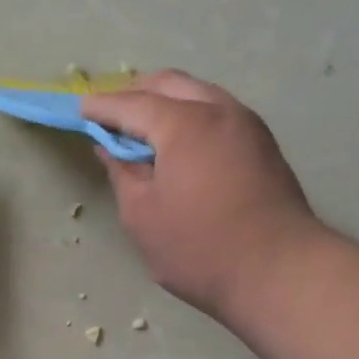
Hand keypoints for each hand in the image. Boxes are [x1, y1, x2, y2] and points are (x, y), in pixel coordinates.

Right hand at [82, 71, 321, 316]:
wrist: (280, 274)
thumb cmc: (199, 248)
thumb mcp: (142, 215)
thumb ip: (122, 172)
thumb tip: (110, 147)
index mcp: (184, 123)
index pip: (131, 103)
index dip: (101, 106)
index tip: (78, 110)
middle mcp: (219, 111)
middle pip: (169, 85)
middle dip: (134, 94)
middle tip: (109, 118)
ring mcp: (247, 125)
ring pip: (198, 94)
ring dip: (165, 103)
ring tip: (141, 132)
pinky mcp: (263, 145)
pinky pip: (217, 113)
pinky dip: (190, 116)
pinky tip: (177, 145)